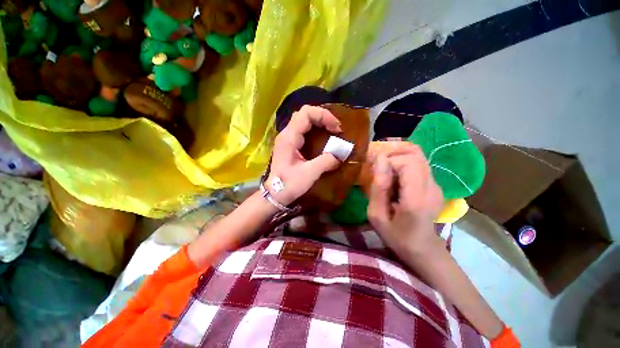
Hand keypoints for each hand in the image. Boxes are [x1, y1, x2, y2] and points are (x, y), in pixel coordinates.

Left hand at [266, 105, 341, 205]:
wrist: (275, 194)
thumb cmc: (289, 184)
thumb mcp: (309, 173)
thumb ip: (326, 161)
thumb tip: (342, 153)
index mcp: (289, 137)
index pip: (306, 113)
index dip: (324, 116)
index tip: (336, 128)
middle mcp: (287, 134)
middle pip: (304, 114)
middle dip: (322, 117)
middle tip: (335, 129)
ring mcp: (287, 138)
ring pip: (303, 120)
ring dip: (319, 122)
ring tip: (331, 131)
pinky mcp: (289, 144)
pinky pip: (303, 130)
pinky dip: (315, 129)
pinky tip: (322, 137)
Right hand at [367, 143, 443, 253]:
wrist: (422, 249)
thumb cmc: (396, 236)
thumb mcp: (376, 215)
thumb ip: (378, 187)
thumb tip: (379, 159)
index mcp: (417, 198)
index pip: (408, 162)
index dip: (389, 161)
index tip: (375, 171)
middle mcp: (432, 187)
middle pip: (415, 154)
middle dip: (393, 154)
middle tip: (378, 165)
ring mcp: (437, 185)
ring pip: (419, 156)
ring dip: (398, 157)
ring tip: (385, 169)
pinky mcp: (435, 184)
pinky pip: (419, 164)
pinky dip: (404, 163)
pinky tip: (394, 177)